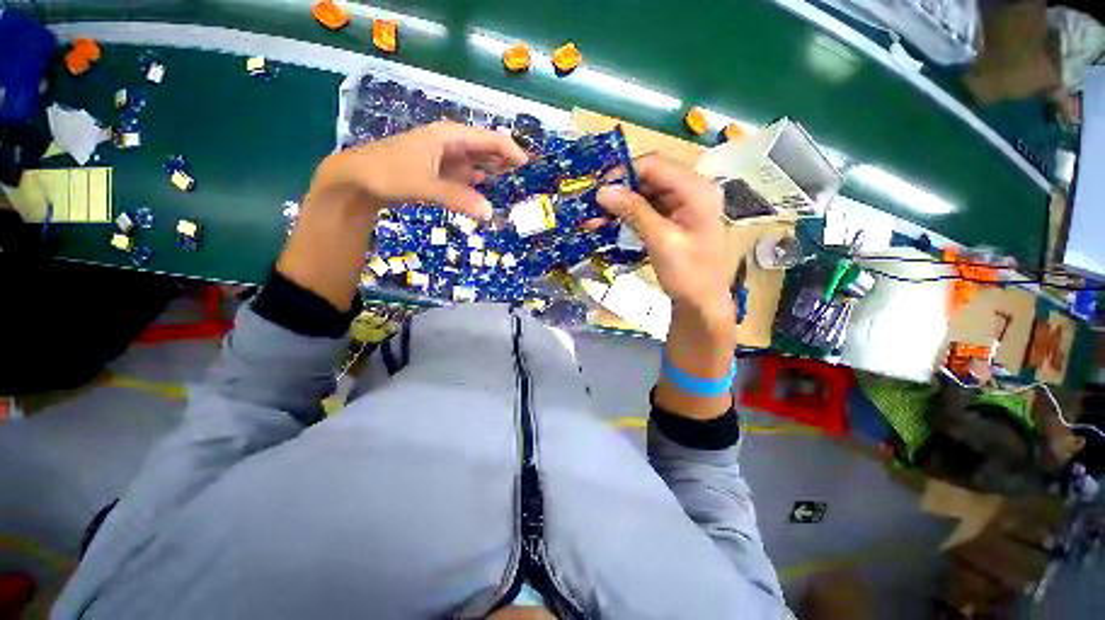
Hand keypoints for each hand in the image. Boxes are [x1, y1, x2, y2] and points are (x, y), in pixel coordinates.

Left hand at [306, 121, 527, 218]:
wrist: (358, 179)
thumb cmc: (389, 173)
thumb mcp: (425, 185)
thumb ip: (458, 198)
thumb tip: (490, 213)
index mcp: (450, 136)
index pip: (490, 139)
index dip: (512, 152)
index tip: (530, 169)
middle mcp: (452, 143)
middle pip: (487, 150)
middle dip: (507, 163)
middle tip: (527, 184)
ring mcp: (446, 158)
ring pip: (478, 163)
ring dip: (495, 175)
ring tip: (514, 190)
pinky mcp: (441, 172)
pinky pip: (467, 176)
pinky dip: (479, 184)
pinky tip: (487, 195)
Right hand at [597, 155, 731, 317]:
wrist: (702, 302)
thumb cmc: (688, 274)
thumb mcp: (660, 240)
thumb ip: (634, 212)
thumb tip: (603, 191)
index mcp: (697, 189)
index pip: (655, 165)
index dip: (624, 173)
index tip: (598, 190)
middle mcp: (692, 189)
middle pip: (650, 177)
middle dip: (620, 190)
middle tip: (594, 208)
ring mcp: (684, 204)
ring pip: (646, 193)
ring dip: (621, 204)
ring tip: (597, 219)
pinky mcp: (676, 217)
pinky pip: (648, 208)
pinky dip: (629, 215)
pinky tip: (611, 224)